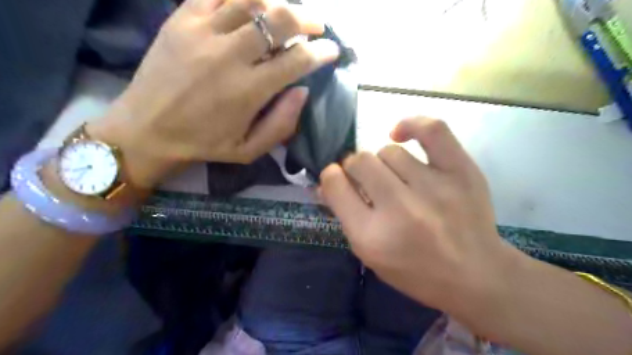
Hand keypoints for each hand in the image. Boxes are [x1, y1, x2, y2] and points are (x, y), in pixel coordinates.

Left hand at [89, 0, 340, 187]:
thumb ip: (281, 124)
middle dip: (307, 19)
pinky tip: (252, 5)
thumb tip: (303, 91)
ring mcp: (202, 31)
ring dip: (277, 4)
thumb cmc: (204, 144)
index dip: (321, 52)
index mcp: (248, 90)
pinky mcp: (180, 19)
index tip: (331, 50)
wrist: (146, 129)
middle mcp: (229, 55)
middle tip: (317, 25)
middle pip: (279, 19)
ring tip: (287, 14)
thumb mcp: (249, 150)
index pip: (297, 60)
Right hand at [322, 117, 511, 314]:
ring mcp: (432, 186)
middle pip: (360, 161)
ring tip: (396, 178)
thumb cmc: (415, 270)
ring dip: (385, 163)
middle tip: (368, 180)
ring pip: (389, 151)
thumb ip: (345, 215)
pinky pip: (432, 130)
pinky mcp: (461, 171)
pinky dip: (412, 125)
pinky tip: (401, 134)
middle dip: (356, 168)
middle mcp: (399, 208)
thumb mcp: (369, 253)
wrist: (474, 275)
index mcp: (371, 235)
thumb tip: (327, 181)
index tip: (338, 178)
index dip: (331, 176)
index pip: (335, 184)